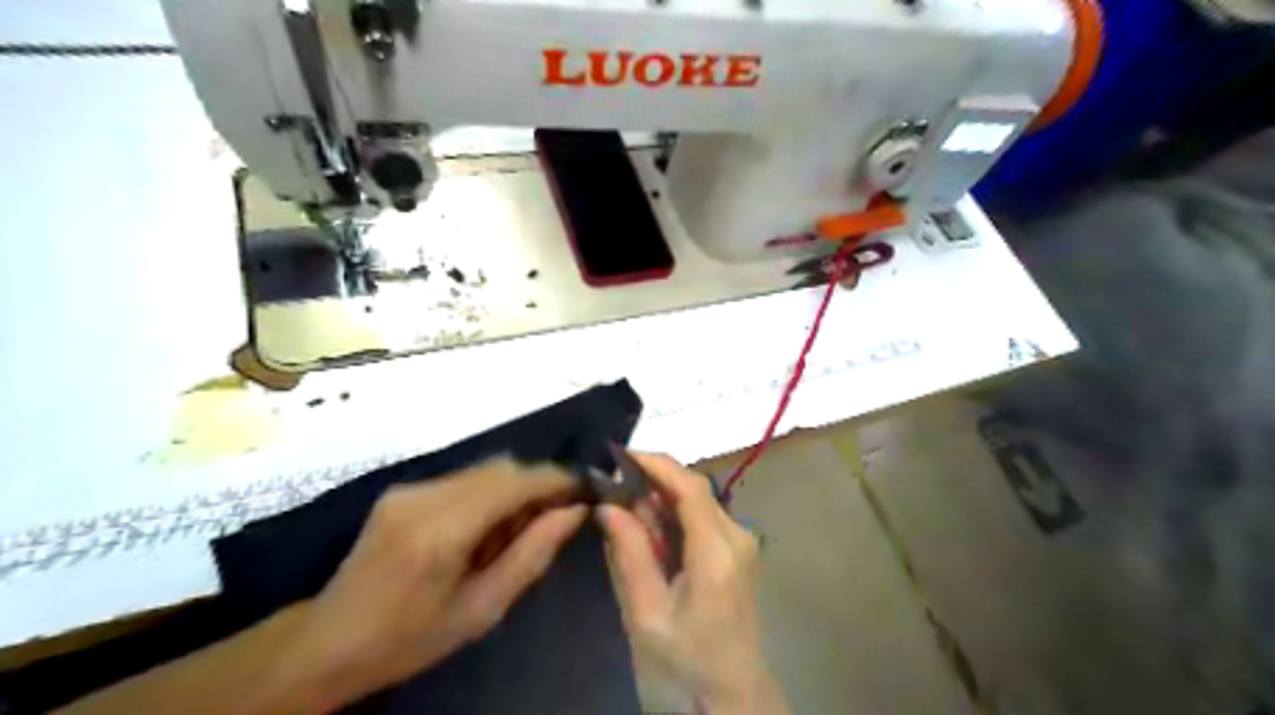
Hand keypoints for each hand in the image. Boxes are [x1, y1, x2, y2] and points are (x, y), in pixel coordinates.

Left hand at [286, 461, 583, 705]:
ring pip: (484, 469)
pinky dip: (488, 493)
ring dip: (513, 489)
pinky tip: (483, 528)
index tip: (586, 490)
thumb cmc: (411, 638)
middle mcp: (424, 496)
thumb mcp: (483, 608)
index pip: (515, 481)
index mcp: (442, 530)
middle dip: (537, 484)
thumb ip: (534, 553)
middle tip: (556, 516)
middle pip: (501, 467)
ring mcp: (409, 488)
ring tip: (517, 529)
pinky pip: (463, 479)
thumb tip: (575, 511)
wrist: (328, 642)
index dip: (557, 479)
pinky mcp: (401, 489)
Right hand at [599, 456, 787, 711]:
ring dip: (662, 499)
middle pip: (694, 488)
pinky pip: (703, 516)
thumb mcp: (646, 612)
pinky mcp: (739, 548)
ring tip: (626, 512)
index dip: (657, 464)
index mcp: (716, 552)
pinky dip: (674, 515)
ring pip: (698, 500)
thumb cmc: (687, 657)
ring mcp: (742, 541)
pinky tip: (651, 533)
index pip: (689, 487)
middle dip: (653, 481)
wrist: (733, 689)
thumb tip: (608, 505)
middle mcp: (737, 536)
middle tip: (614, 489)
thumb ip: (629, 553)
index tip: (621, 454)